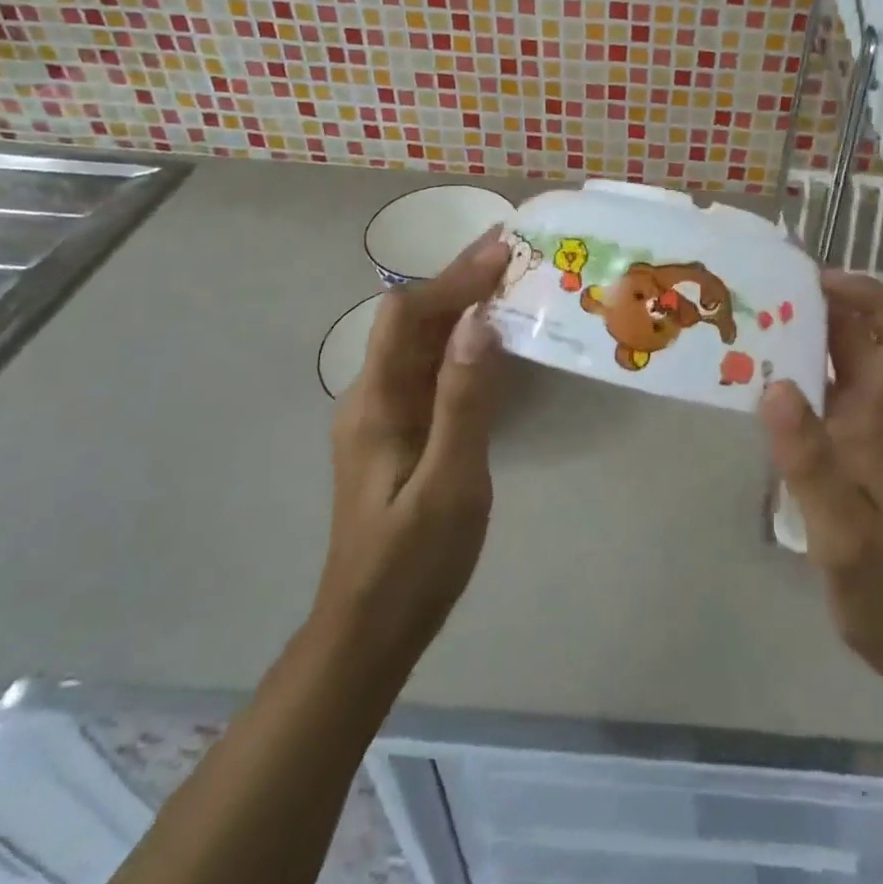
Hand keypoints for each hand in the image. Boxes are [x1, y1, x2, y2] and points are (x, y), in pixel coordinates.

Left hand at [314, 227, 509, 672]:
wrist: (370, 629)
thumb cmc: (413, 562)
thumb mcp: (449, 484)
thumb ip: (463, 402)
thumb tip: (477, 322)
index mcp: (376, 402)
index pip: (407, 315)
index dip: (453, 279)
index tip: (503, 253)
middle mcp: (372, 397)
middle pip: (411, 321)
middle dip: (459, 282)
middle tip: (512, 255)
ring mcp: (383, 415)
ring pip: (420, 343)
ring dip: (460, 307)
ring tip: (509, 284)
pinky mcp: (398, 432)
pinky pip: (428, 370)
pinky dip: (460, 343)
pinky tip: (491, 344)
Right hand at [760, 270, 882, 692]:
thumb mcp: (842, 531)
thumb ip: (810, 462)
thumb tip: (776, 385)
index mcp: (874, 420)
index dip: (869, 297)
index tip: (817, 282)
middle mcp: (867, 418)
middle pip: (859, 341)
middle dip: (821, 306)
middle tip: (761, 293)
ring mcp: (853, 440)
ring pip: (835, 368)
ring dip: (802, 339)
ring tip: (747, 327)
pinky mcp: (839, 463)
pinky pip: (816, 401)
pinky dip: (790, 380)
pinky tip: (753, 389)